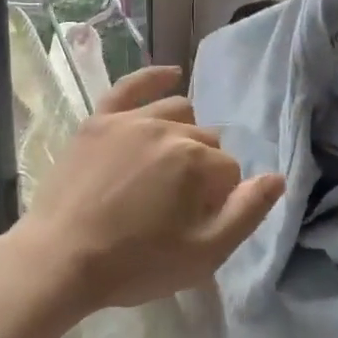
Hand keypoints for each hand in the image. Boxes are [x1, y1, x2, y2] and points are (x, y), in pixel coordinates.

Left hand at [13, 66, 284, 315]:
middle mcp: (168, 129)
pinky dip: (154, 77)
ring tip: (172, 163)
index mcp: (197, 161)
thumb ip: (247, 212)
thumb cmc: (135, 263)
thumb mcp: (203, 254)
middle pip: (206, 140)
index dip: (219, 199)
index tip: (197, 222)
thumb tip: (277, 178)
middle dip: (204, 168)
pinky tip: (171, 74)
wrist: (60, 259)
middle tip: (180, 204)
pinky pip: (131, 85)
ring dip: (186, 132)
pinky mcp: (99, 119)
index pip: (230, 171)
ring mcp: (130, 120)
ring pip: (177, 110)